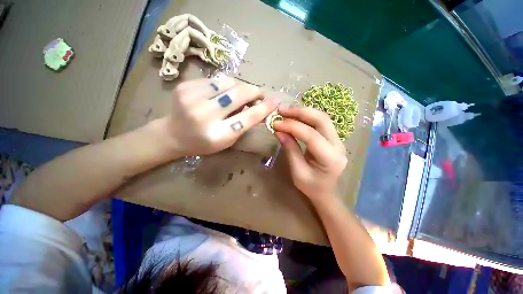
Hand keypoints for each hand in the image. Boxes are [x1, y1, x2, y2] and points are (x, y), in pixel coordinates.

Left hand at [160, 77, 279, 156]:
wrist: (172, 135)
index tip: (275, 101)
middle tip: (259, 94)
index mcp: (217, 135)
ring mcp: (192, 98)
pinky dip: (225, 85)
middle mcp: (204, 115)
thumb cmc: (204, 143)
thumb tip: (260, 107)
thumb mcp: (227, 140)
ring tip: (240, 95)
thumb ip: (244, 124)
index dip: (264, 108)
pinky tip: (223, 93)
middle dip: (254, 91)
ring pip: (228, 82)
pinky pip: (215, 80)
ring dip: (240, 87)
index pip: (247, 118)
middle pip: (239, 95)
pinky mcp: (185, 86)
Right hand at [273, 107, 346, 201]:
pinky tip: (295, 117)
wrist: (326, 191)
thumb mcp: (297, 172)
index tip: (275, 123)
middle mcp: (338, 145)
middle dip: (300, 112)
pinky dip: (306, 117)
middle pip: (321, 120)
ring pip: (322, 118)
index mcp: (330, 158)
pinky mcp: (333, 138)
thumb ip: (290, 149)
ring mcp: (338, 140)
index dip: (292, 126)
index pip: (311, 135)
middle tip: (282, 111)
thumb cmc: (311, 187)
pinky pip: (320, 122)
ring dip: (303, 112)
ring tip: (286, 112)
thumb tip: (278, 131)